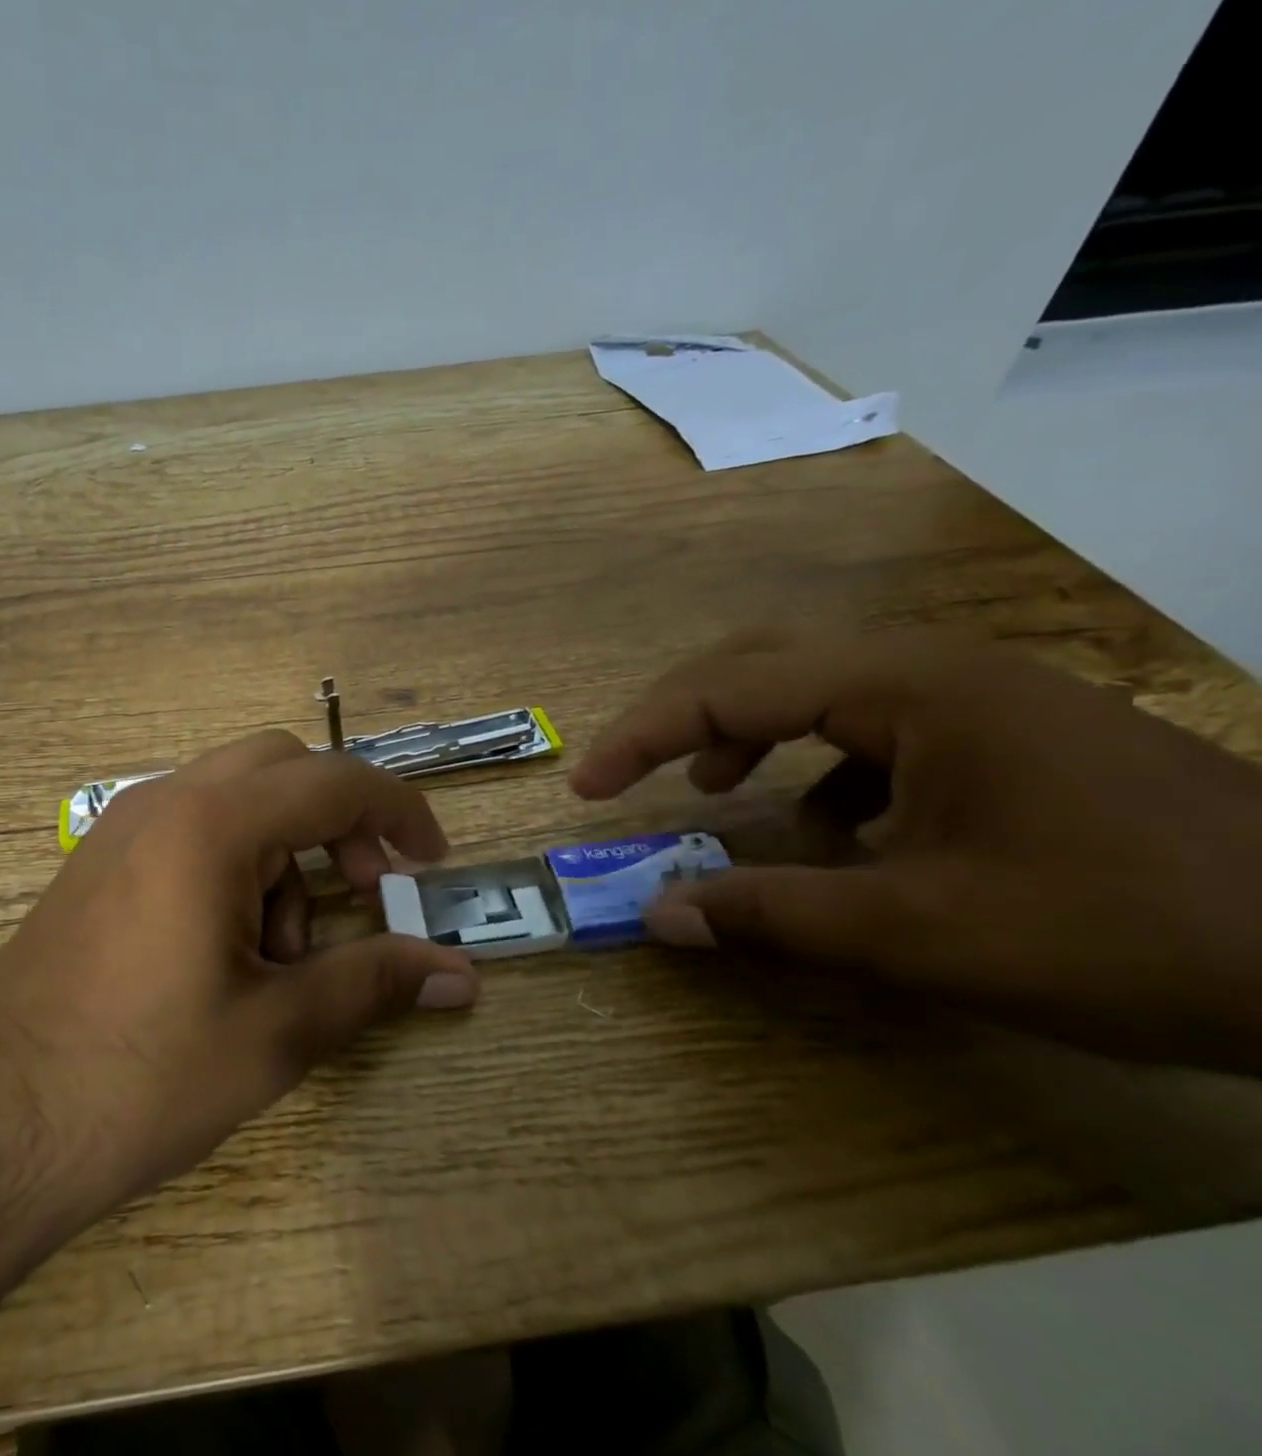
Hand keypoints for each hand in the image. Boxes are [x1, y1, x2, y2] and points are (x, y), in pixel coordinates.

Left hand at [0, 730, 478, 1230]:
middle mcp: (164, 801)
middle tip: (363, 894)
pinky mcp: (101, 859)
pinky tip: (229, 945)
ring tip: (281, 950)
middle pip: (283, 769)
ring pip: (238, 798)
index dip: (399, 812)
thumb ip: (375, 983)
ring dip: (285, 850)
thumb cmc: (140, 1080)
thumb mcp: (275, 1033)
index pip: (335, 781)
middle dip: (339, 821)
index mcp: (210, 825)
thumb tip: (462, 974)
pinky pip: (194, 826)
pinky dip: (238, 860)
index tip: (432, 862)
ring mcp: (123, 826)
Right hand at [570, 629, 1261, 1073]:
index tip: (587, 789)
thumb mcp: (924, 934)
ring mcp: (969, 696)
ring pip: (812, 687)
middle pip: (759, 662)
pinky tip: (831, 826)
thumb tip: (656, 916)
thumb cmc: (1130, 928)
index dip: (639, 737)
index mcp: (901, 687)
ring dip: (745, 733)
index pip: (725, 689)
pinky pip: (869, 727)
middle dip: (681, 715)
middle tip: (632, 770)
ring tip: (713, 789)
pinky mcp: (998, 732)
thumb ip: (772, 917)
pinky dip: (817, 767)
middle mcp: (926, 668)